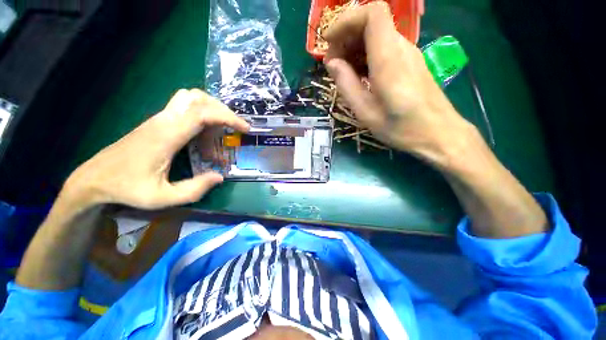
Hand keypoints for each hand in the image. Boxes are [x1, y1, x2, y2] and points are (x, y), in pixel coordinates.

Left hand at [64, 89, 248, 209]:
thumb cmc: (127, 189)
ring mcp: (159, 119)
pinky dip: (202, 120)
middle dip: (222, 111)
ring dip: (212, 113)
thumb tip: (219, 177)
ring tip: (217, 138)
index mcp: (166, 136)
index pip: (203, 114)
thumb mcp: (162, 198)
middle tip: (234, 130)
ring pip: (191, 100)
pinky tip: (202, 141)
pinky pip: (185, 110)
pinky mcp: (158, 122)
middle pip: (198, 98)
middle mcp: (164, 121)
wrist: (94, 178)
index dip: (228, 117)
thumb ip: (194, 189)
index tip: (245, 128)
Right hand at [324, 2, 476, 167]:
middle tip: (332, 64)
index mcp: (389, 59)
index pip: (372, 13)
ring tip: (342, 72)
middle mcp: (401, 48)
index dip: (346, 20)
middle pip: (371, 22)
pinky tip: (358, 75)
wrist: (438, 133)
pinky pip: (384, 48)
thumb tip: (331, 63)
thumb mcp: (366, 112)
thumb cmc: (400, 128)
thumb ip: (346, 85)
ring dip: (354, 47)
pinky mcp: (410, 63)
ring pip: (376, 35)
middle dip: (346, 37)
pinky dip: (365, 55)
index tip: (329, 42)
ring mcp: (408, 54)